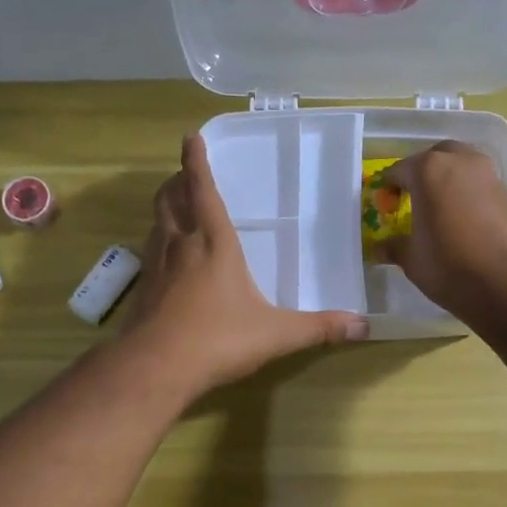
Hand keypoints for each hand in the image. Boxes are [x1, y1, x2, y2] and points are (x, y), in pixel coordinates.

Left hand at [121, 134, 367, 397]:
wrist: (155, 368)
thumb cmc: (219, 340)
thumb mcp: (277, 334)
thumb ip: (319, 328)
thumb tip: (363, 326)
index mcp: (213, 243)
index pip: (202, 190)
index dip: (196, 161)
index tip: (191, 137)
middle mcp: (181, 245)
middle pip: (170, 199)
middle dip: (176, 181)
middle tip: (185, 174)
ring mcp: (156, 267)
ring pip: (156, 224)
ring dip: (165, 209)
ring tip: (176, 207)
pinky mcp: (143, 291)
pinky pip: (149, 253)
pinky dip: (158, 242)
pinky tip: (167, 260)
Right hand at [382, 141, 506, 312]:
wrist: (506, 280)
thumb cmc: (448, 264)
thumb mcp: (412, 259)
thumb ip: (394, 246)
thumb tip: (380, 247)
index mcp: (427, 170)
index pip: (399, 171)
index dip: (389, 187)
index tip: (385, 203)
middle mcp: (458, 161)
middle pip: (433, 158)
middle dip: (421, 173)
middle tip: (412, 198)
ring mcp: (486, 173)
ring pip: (459, 164)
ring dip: (446, 178)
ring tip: (437, 206)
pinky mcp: (505, 190)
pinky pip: (477, 181)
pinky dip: (465, 190)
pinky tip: (460, 215)